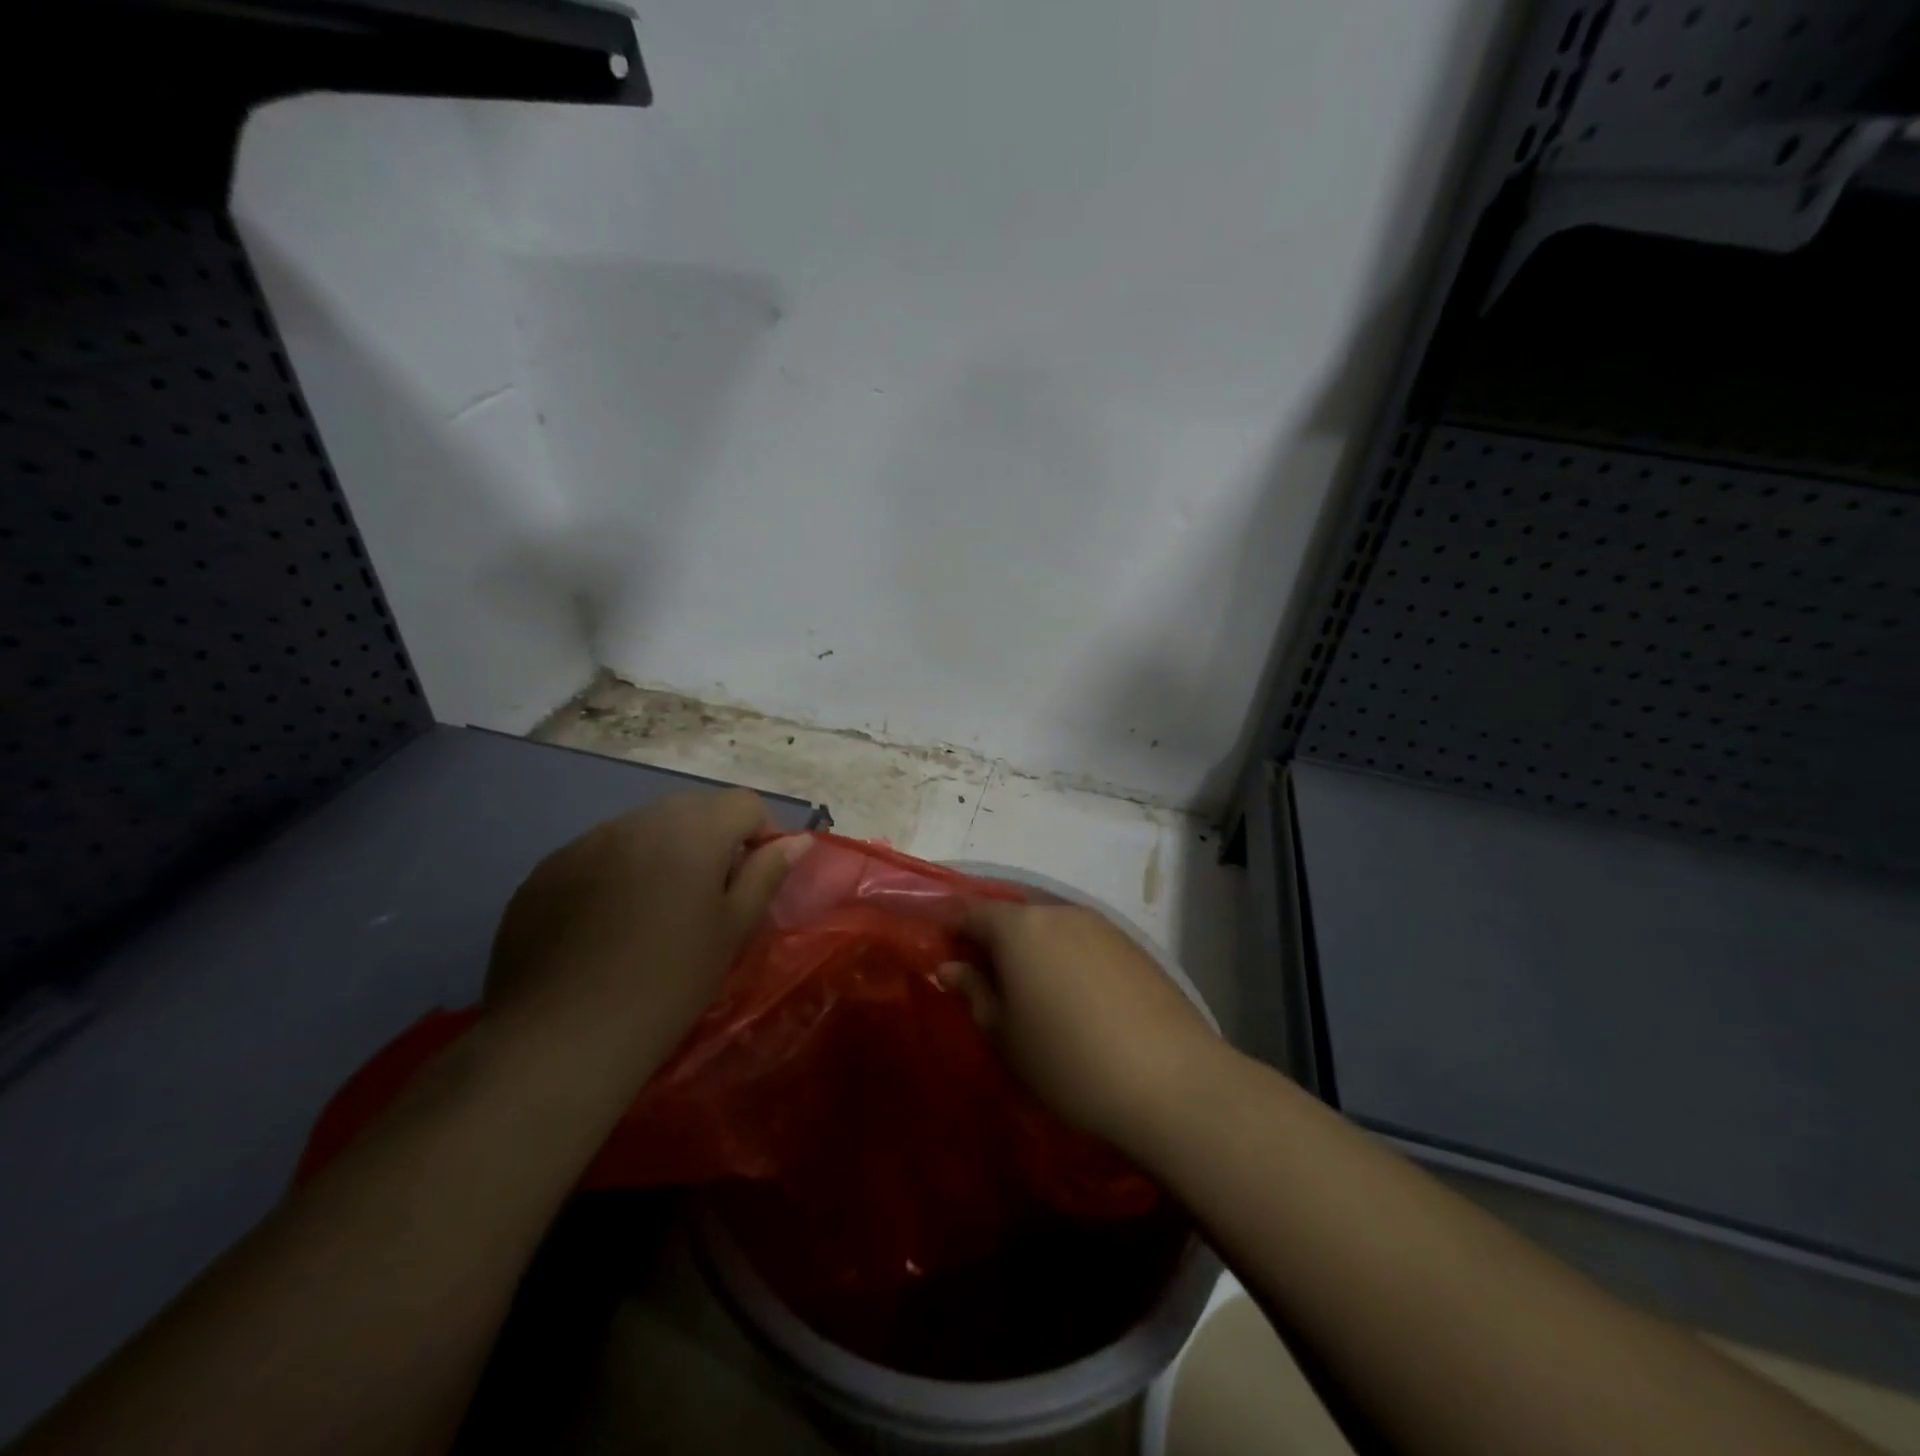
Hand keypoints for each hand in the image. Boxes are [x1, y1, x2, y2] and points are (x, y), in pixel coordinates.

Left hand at [484, 789, 809, 1082]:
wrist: (560, 1040)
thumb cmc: (669, 983)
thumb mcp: (732, 930)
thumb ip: (766, 874)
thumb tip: (797, 840)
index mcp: (691, 829)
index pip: (744, 803)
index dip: (762, 834)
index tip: (757, 879)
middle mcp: (636, 821)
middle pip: (692, 810)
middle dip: (712, 841)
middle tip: (712, 897)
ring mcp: (583, 842)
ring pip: (643, 830)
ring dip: (663, 854)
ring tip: (658, 912)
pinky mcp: (544, 872)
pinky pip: (598, 855)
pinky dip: (617, 874)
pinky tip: (608, 926)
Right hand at [941, 901, 1220, 1152]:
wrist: (1170, 1081)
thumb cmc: (1067, 1062)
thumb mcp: (1006, 1036)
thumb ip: (976, 993)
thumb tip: (951, 967)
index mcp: (1020, 927)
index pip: (973, 913)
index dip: (955, 934)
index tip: (950, 963)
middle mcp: (1059, 913)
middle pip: (1015, 917)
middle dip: (997, 943)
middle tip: (991, 986)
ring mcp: (1102, 926)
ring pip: (1052, 928)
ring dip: (1036, 952)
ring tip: (1036, 997)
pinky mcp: (1133, 946)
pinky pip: (1085, 943)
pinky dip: (1070, 961)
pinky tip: (1079, 1001)